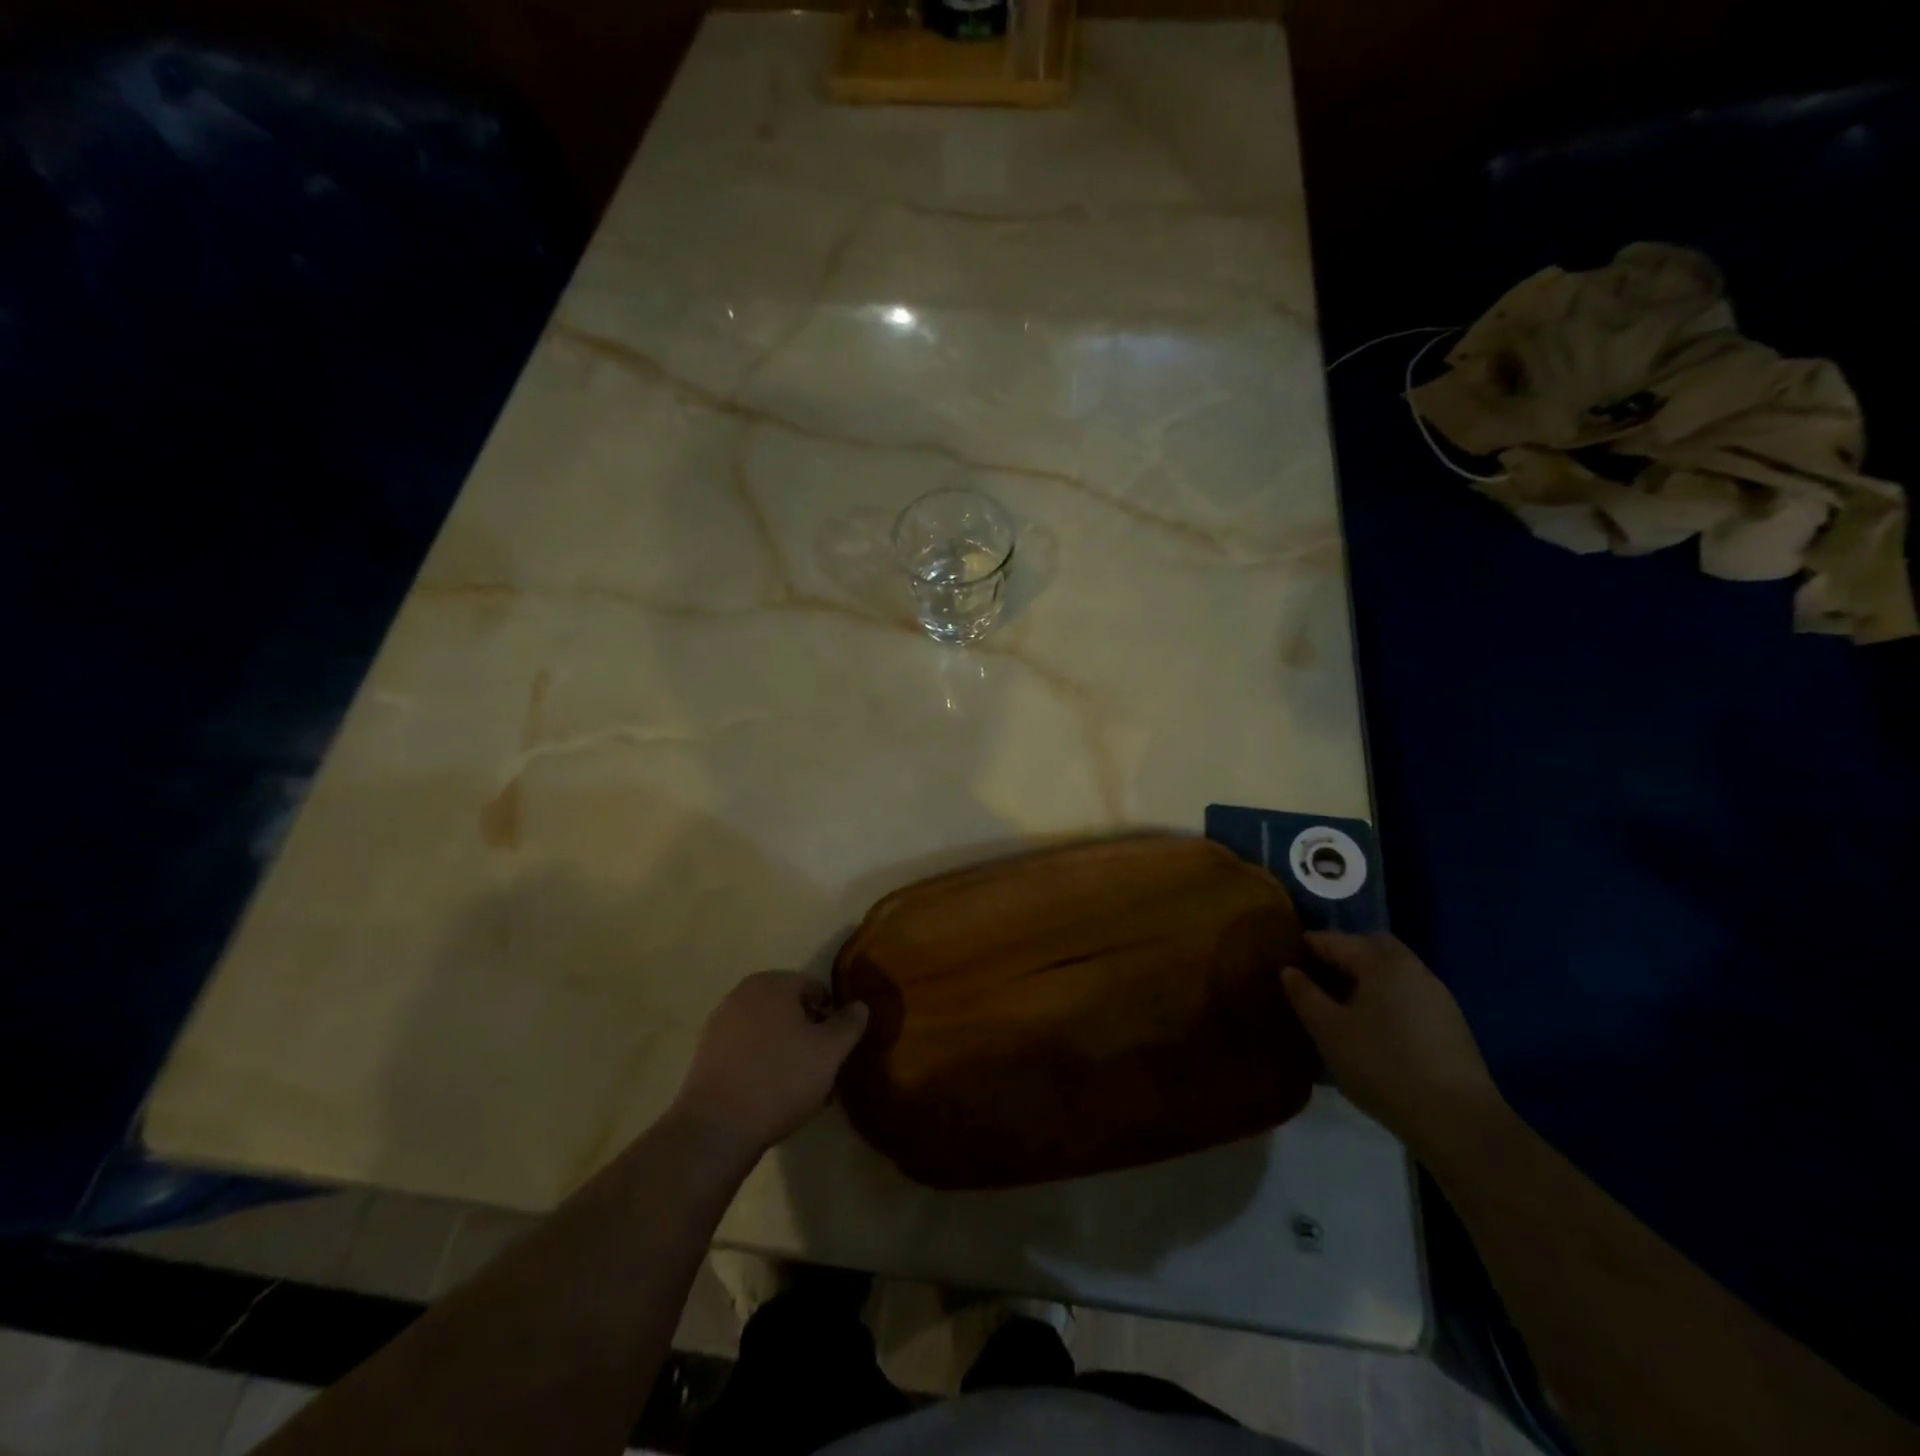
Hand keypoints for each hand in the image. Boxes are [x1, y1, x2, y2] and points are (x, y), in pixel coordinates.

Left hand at [672, 972, 870, 1155]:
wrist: (717, 1128)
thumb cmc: (781, 1079)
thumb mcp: (830, 1051)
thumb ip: (849, 1023)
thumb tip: (859, 1005)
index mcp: (772, 983)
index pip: (815, 988)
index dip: (832, 1018)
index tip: (837, 1050)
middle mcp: (743, 994)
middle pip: (790, 1009)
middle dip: (809, 1036)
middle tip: (822, 1070)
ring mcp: (720, 1023)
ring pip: (769, 1032)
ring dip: (788, 1052)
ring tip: (801, 1090)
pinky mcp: (707, 1054)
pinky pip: (747, 1052)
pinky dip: (763, 1065)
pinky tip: (773, 1097)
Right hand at [1281, 932, 1505, 1159]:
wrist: (1457, 1120)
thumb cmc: (1381, 1065)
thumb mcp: (1328, 1030)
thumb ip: (1305, 995)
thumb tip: (1289, 970)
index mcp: (1382, 962)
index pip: (1337, 940)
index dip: (1310, 944)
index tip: (1288, 954)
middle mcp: (1413, 969)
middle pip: (1374, 947)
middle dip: (1346, 953)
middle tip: (1319, 973)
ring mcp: (1438, 996)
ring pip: (1395, 971)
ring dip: (1369, 977)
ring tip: (1344, 1002)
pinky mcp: (1452, 1025)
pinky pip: (1409, 994)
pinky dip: (1388, 997)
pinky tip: (1376, 1026)